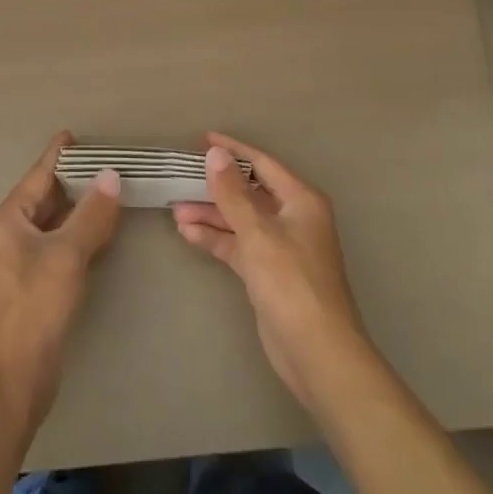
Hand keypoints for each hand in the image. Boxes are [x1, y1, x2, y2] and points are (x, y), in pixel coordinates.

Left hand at [0, 132, 121, 433]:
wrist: (13, 378)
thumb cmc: (34, 308)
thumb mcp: (67, 256)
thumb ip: (91, 215)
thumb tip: (111, 176)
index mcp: (7, 219)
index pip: (38, 174)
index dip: (59, 154)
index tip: (76, 135)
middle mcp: (8, 233)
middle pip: (43, 195)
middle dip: (73, 180)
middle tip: (107, 164)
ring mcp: (18, 259)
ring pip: (51, 221)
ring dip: (77, 207)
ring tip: (109, 190)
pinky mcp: (31, 282)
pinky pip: (56, 244)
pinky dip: (76, 232)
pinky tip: (100, 231)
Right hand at [173, 132, 372, 409]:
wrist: (317, 353)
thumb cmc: (291, 283)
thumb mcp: (258, 233)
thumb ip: (232, 193)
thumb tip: (215, 154)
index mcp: (300, 201)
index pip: (262, 164)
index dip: (233, 150)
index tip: (202, 140)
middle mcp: (292, 218)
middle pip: (248, 192)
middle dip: (215, 187)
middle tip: (180, 178)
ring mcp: (280, 247)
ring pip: (240, 220)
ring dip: (210, 214)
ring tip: (175, 209)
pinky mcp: (268, 273)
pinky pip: (238, 245)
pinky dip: (215, 239)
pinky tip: (187, 233)